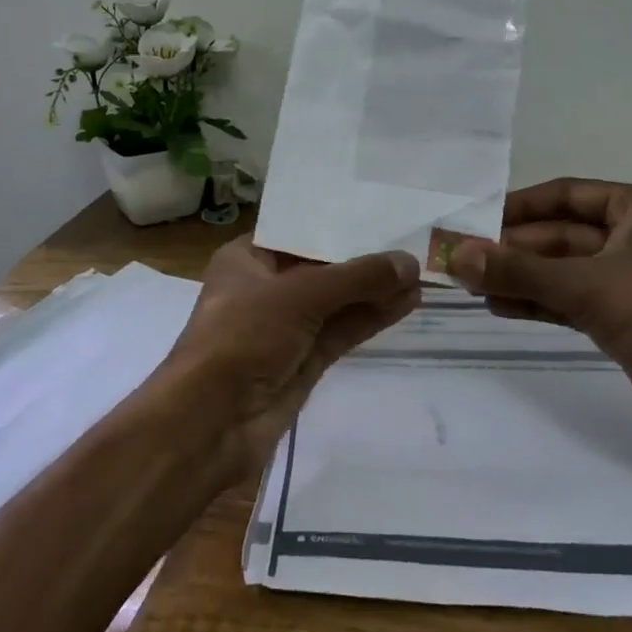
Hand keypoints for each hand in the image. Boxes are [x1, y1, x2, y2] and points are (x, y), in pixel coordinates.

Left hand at [157, 237, 420, 480]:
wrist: (210, 424)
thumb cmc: (241, 336)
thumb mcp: (298, 295)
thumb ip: (355, 278)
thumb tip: (410, 263)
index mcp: (247, 258)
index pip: (298, 231)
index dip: (337, 221)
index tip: (379, 207)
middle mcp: (266, 287)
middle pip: (322, 265)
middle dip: (363, 257)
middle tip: (411, 239)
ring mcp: (286, 326)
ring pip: (338, 300)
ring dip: (375, 288)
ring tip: (420, 271)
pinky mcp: (304, 360)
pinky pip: (343, 329)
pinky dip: (372, 316)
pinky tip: (407, 301)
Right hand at [448, 179, 631, 479]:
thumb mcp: (585, 284)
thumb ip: (517, 270)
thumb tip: (454, 256)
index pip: (566, 195)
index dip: (519, 206)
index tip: (474, 220)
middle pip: (560, 234)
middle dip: (513, 248)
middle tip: (462, 259)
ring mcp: (631, 281)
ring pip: (563, 270)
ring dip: (521, 277)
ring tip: (471, 285)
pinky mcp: (627, 320)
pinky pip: (571, 301)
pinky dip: (538, 302)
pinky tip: (500, 307)